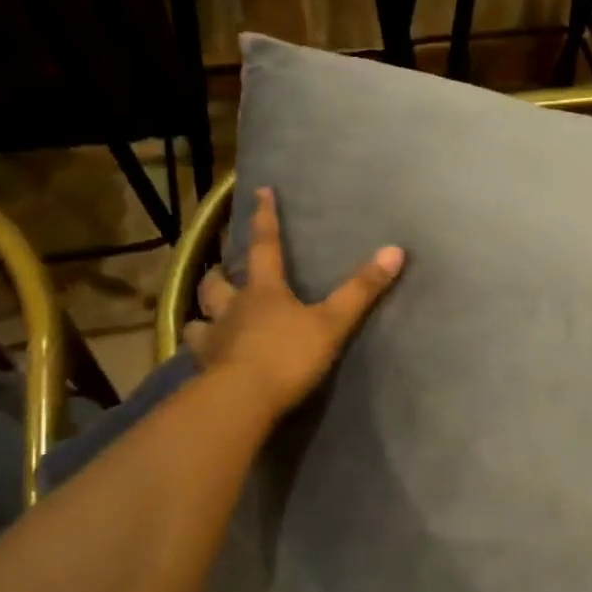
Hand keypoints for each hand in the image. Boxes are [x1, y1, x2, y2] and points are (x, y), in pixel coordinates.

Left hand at [183, 187, 403, 417]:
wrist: (243, 399)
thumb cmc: (288, 355)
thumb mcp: (332, 323)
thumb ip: (361, 290)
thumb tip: (395, 250)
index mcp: (264, 291)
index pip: (265, 246)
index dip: (265, 218)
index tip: (260, 191)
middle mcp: (233, 308)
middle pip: (217, 282)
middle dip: (219, 273)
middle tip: (222, 271)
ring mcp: (214, 339)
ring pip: (199, 318)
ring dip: (203, 313)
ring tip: (208, 317)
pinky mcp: (204, 370)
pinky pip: (197, 354)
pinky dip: (201, 351)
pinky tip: (205, 358)